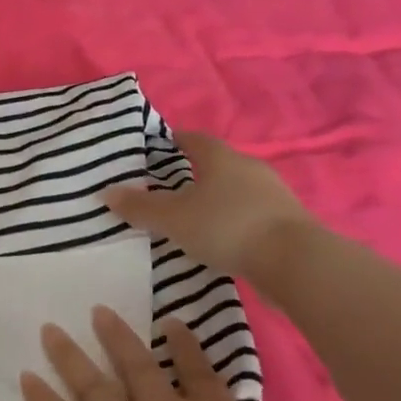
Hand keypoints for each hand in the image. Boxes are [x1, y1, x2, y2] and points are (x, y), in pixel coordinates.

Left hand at [21, 307, 299, 400]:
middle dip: (117, 336)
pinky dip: (42, 398)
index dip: (187, 346)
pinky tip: (27, 378)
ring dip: (69, 354)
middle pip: (137, 366)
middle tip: (96, 311)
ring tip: (49, 331)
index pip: (200, 374)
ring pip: (91, 383)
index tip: (171, 322)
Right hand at [105, 133, 313, 278]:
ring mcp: (273, 194)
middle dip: (196, 171)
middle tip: (171, 185)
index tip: (161, 145)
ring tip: (196, 215)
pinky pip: (252, 213)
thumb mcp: (173, 219)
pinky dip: (235, 219)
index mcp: (221, 158)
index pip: (195, 139)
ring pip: (237, 189)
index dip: (176, 140)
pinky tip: (224, 237)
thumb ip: (140, 207)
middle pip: (218, 164)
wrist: (294, 261)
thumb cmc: (226, 227)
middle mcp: (249, 168)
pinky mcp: (287, 221)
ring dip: (218, 198)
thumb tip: (106, 193)